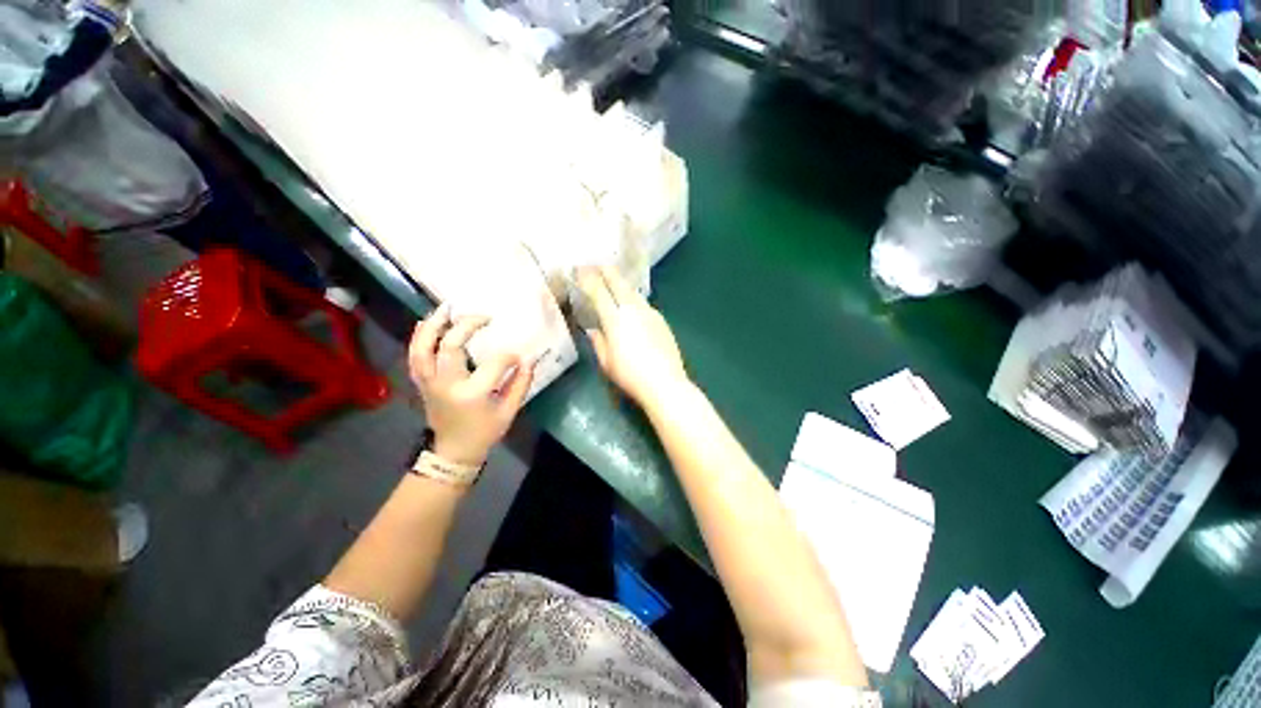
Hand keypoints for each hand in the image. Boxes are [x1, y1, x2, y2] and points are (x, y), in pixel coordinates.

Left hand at [408, 305, 534, 466]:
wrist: (453, 452)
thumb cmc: (484, 432)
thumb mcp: (509, 411)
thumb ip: (521, 384)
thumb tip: (529, 360)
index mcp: (472, 393)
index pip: (495, 363)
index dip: (510, 356)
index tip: (518, 356)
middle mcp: (446, 384)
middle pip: (451, 345)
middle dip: (468, 326)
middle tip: (484, 317)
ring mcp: (429, 382)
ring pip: (424, 347)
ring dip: (435, 325)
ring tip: (447, 308)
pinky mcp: (422, 382)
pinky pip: (415, 355)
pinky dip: (419, 337)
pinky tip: (428, 323)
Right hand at [578, 266, 689, 407]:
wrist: (665, 383)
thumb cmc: (630, 376)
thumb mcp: (607, 362)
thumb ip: (598, 342)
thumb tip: (594, 330)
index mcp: (615, 319)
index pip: (599, 292)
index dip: (588, 279)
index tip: (580, 270)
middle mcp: (632, 310)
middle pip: (618, 283)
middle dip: (606, 271)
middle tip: (597, 265)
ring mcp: (650, 313)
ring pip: (633, 292)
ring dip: (621, 283)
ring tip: (614, 281)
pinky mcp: (661, 320)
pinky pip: (643, 303)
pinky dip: (633, 298)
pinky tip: (632, 305)